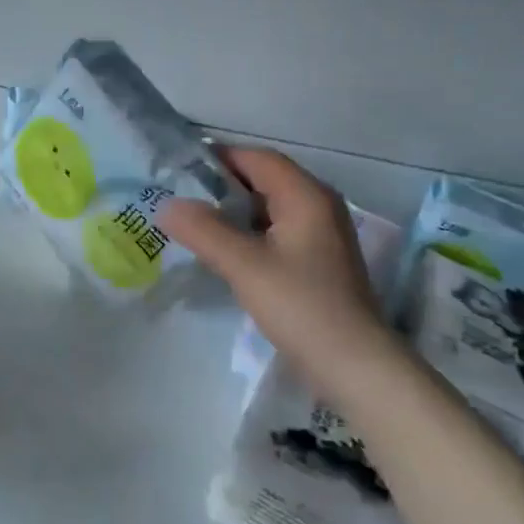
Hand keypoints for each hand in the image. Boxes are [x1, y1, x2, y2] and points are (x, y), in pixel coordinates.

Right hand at [159, 147, 395, 389]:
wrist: (356, 366)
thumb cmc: (301, 306)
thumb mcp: (245, 266)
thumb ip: (204, 231)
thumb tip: (168, 205)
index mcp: (306, 196)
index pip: (258, 158)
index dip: (219, 158)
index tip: (179, 169)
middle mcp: (319, 206)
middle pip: (265, 180)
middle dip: (222, 186)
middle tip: (180, 197)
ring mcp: (322, 235)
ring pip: (270, 208)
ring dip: (235, 212)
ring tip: (194, 224)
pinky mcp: (319, 262)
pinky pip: (278, 232)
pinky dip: (250, 234)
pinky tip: (225, 252)